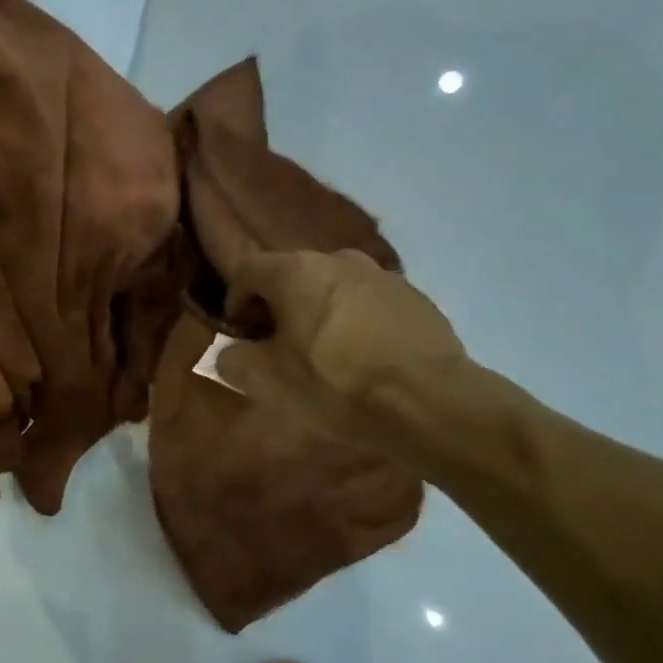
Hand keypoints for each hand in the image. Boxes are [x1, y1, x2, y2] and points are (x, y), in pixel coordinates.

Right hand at [219, 249, 467, 447]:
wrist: (430, 403)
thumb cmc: (335, 386)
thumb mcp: (266, 381)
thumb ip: (232, 359)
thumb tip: (233, 350)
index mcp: (295, 271)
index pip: (246, 270)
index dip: (234, 301)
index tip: (241, 335)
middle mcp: (337, 258)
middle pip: (290, 276)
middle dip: (277, 306)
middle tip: (278, 347)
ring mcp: (381, 274)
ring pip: (331, 287)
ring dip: (317, 312)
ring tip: (324, 353)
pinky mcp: (414, 297)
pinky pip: (367, 302)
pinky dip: (354, 321)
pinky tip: (363, 358)